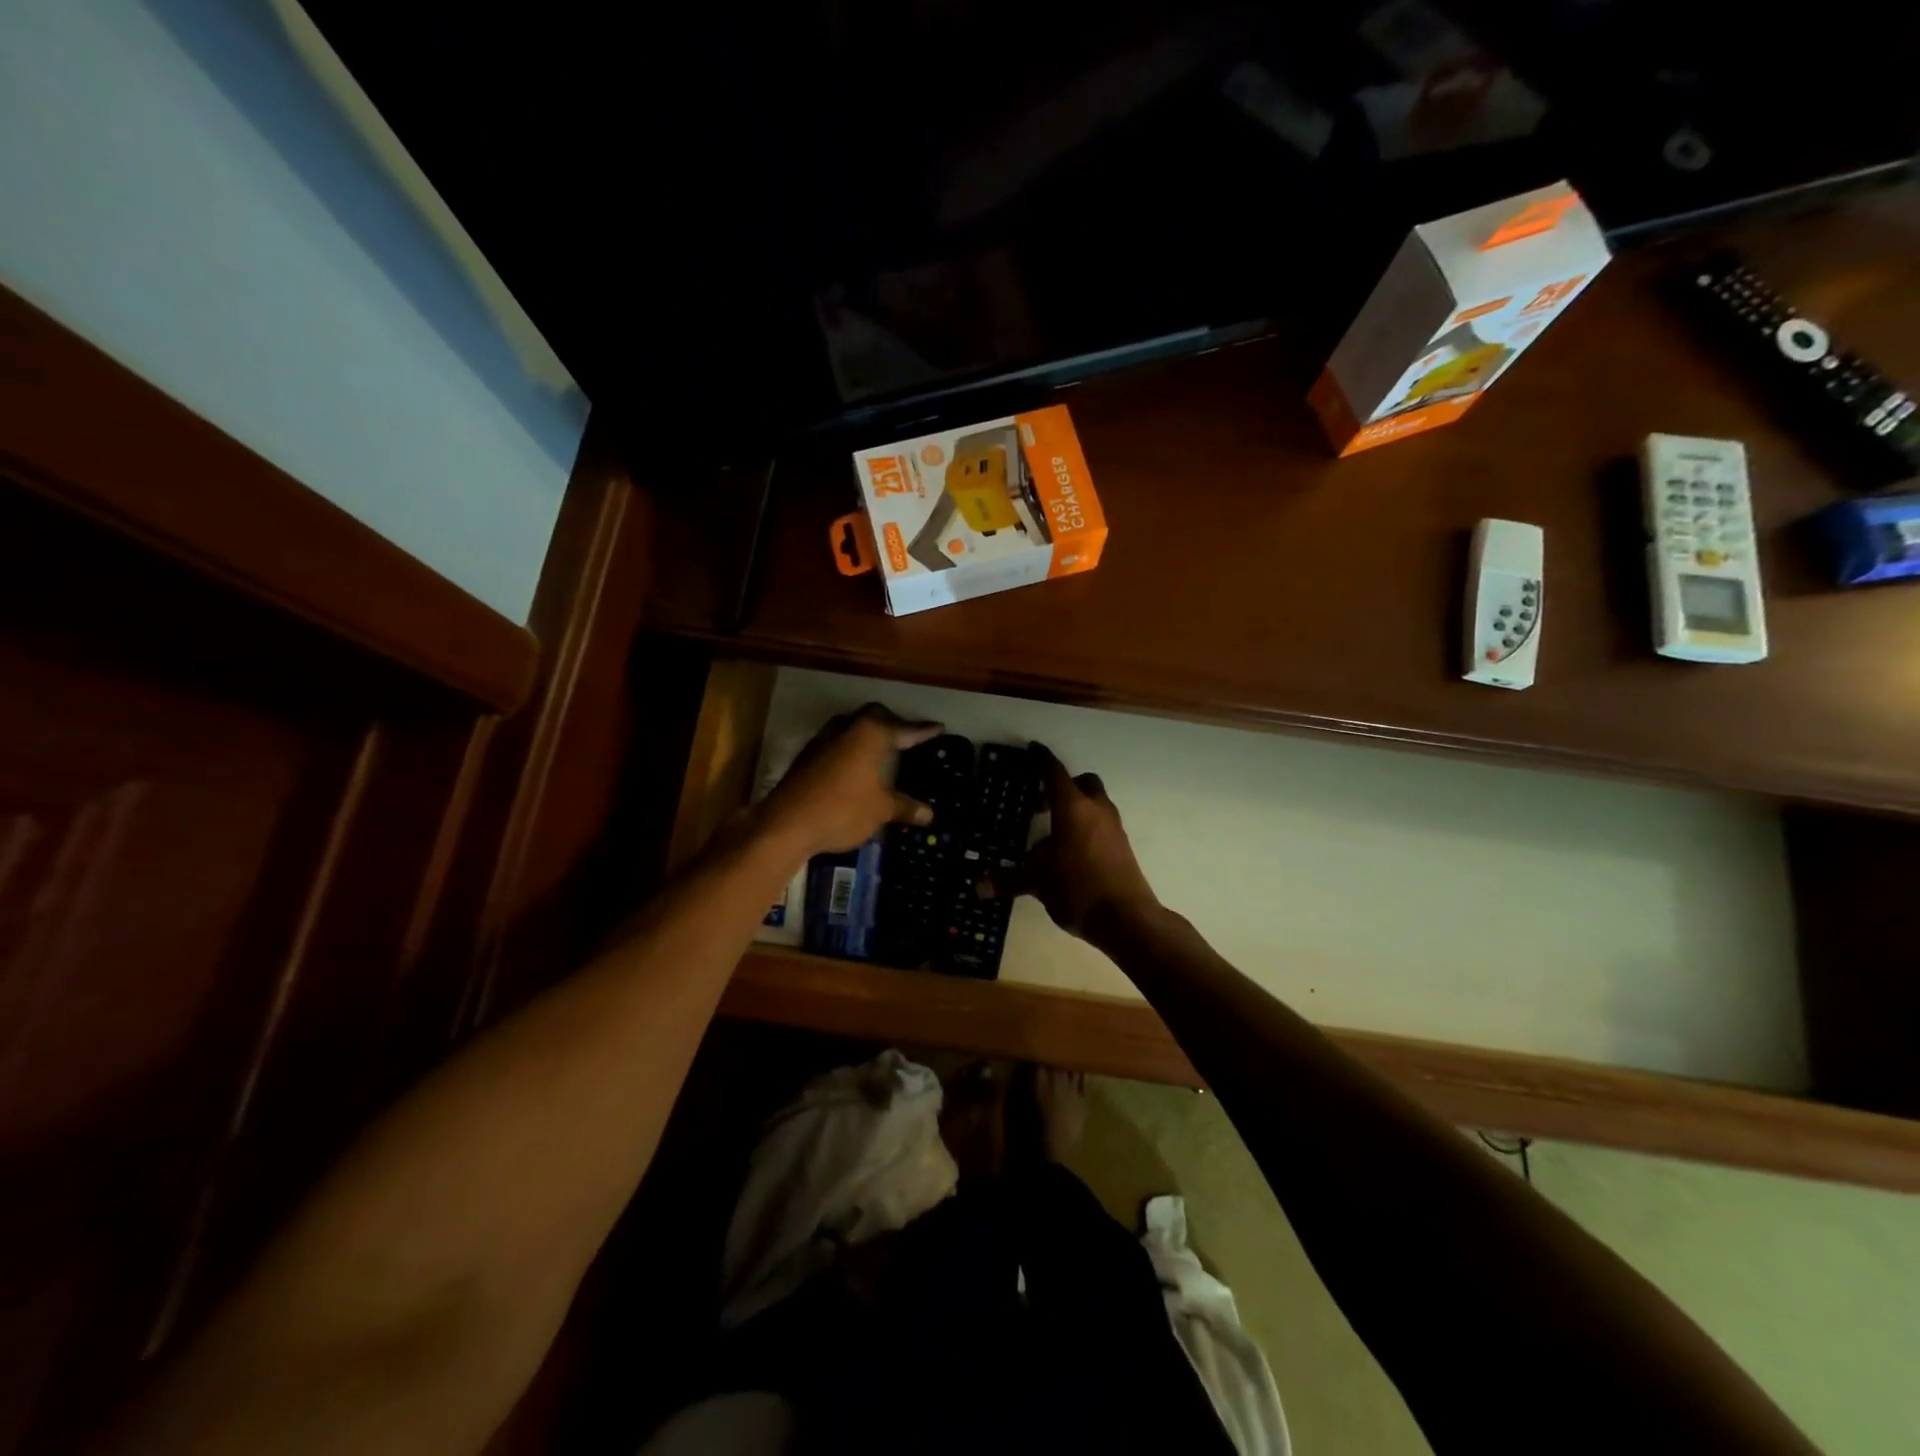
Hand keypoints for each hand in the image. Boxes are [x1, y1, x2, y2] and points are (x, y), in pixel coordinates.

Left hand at [758, 704, 943, 858]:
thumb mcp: (880, 811)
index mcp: (871, 734)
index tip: (938, 727)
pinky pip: (836, 743)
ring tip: (881, 750)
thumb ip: (904, 807)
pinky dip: (850, 749)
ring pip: (851, 727)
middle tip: (906, 737)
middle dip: (892, 724)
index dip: (923, 731)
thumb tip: (929, 813)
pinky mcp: (807, 756)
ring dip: (866, 734)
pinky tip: (854, 767)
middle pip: (873, 716)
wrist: (787, 823)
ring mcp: (823, 740)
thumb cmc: (843, 810)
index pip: (904, 729)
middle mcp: (847, 728)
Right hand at [1001, 745, 1159, 941]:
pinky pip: (1101, 825)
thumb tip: (978, 887)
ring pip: (1094, 804)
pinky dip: (1086, 828)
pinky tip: (1069, 854)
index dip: (1041, 759)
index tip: (1033, 749)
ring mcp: (1113, 828)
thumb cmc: (1077, 888)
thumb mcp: (1037, 882)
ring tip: (1051, 834)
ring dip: (1075, 809)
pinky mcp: (1122, 847)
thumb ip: (1008, 880)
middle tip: (1041, 802)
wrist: (1126, 918)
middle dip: (1063, 786)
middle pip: (1082, 783)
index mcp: (1072, 808)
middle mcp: (1096, 810)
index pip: (1054, 773)